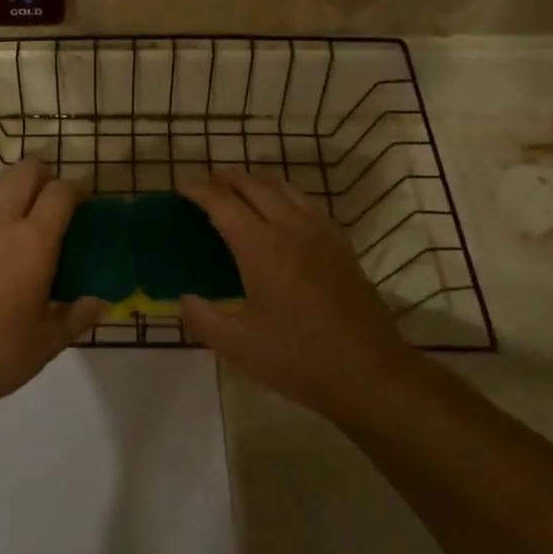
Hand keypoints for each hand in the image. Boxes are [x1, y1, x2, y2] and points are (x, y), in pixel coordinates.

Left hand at [0, 161, 102, 412]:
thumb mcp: (47, 343)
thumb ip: (77, 316)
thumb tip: (101, 302)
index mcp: (33, 242)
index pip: (60, 193)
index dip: (76, 189)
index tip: (83, 201)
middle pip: (23, 173)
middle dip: (42, 176)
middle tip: (50, 200)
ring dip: (7, 186)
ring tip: (14, 209)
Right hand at [179, 170, 418, 419]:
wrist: (371, 374)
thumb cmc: (299, 360)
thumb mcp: (238, 346)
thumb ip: (202, 318)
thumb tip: (184, 298)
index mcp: (261, 248)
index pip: (222, 202)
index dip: (198, 190)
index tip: (181, 188)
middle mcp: (291, 228)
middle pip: (254, 185)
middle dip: (225, 179)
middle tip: (205, 187)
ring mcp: (321, 233)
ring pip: (284, 188)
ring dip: (256, 182)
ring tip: (239, 193)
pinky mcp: (342, 245)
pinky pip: (307, 203)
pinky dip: (284, 197)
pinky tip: (281, 216)